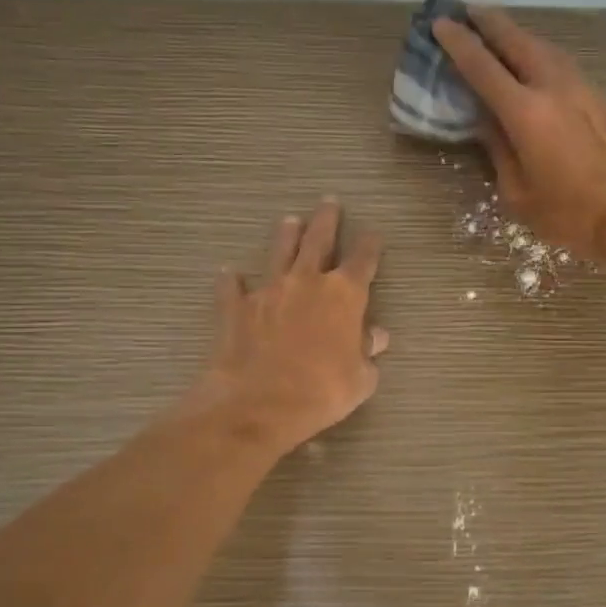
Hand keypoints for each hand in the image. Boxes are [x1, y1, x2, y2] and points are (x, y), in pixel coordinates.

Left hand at [196, 200, 388, 455]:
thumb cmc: (321, 392)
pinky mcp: (236, 307)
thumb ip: (368, 352)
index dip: (370, 246)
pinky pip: (233, 287)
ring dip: (286, 235)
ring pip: (279, 252)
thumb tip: (376, 335)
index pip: (362, 260)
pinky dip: (232, 280)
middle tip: (329, 202)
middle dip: (326, 220)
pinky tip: (228, 273)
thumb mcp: (360, 378)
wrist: (258, 404)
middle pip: (319, 240)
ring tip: (290, 220)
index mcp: (344, 295)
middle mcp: (307, 282)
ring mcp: (268, 291)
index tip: (373, 234)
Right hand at [433, 7, 605, 262]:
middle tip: (466, 11)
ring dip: (516, 35)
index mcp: (525, 113)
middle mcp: (552, 87)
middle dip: (488, 23)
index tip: (440, 24)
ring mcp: (580, 88)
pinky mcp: (598, 97)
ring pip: (542, 47)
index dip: (458, 43)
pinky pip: (560, 62)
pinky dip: (538, 53)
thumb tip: (486, 121)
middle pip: (515, 41)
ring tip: (496, 32)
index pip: (482, 67)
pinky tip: (532, 61)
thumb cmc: (570, 214)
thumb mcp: (518, 192)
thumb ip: (498, 150)